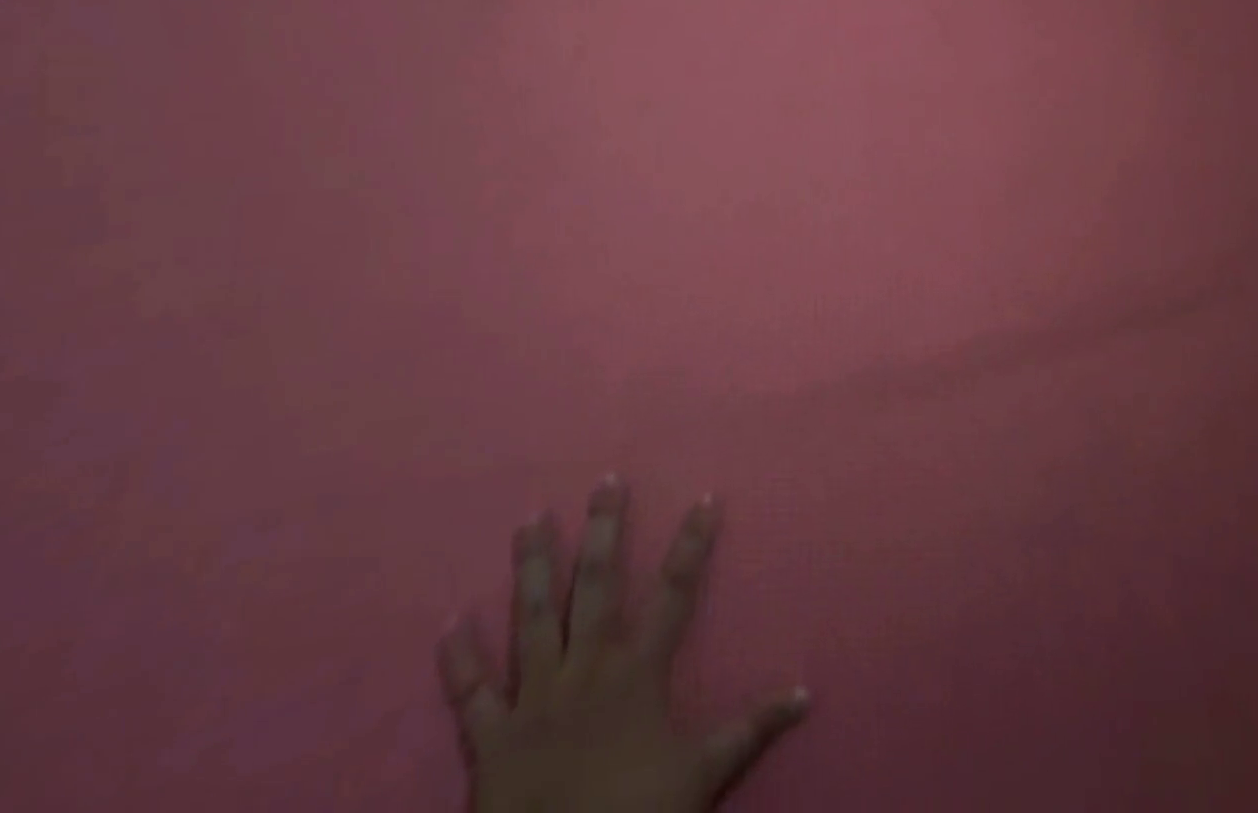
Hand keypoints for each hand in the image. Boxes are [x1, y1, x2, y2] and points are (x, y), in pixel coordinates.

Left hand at [438, 477, 808, 812]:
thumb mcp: (703, 777)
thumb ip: (752, 729)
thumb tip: (807, 692)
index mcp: (638, 672)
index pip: (676, 591)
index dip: (692, 542)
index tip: (705, 496)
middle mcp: (588, 668)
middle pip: (598, 584)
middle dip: (604, 529)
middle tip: (604, 480)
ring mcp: (536, 698)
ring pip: (534, 618)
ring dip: (533, 567)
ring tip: (530, 519)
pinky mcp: (491, 741)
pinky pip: (471, 694)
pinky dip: (459, 659)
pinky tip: (450, 622)